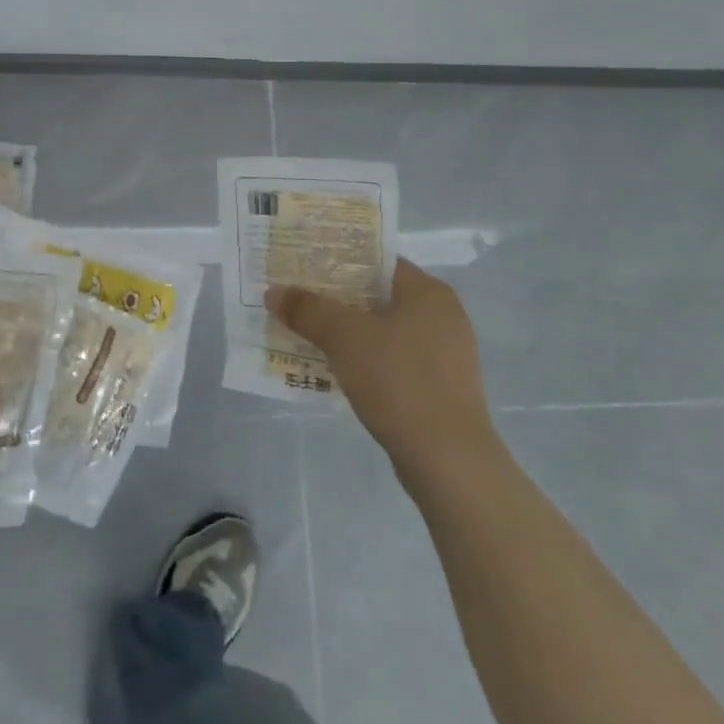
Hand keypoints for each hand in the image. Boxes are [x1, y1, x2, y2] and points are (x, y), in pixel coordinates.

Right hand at [266, 258, 499, 492]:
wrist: (449, 463)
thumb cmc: (400, 382)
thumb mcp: (344, 337)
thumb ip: (308, 310)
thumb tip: (274, 292)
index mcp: (429, 292)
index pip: (376, 261)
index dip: (337, 259)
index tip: (302, 265)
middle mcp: (442, 317)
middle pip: (376, 295)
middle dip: (335, 297)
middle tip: (296, 296)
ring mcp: (444, 356)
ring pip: (382, 330)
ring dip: (346, 331)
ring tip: (305, 331)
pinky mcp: (439, 389)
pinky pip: (391, 360)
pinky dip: (362, 359)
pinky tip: (333, 369)